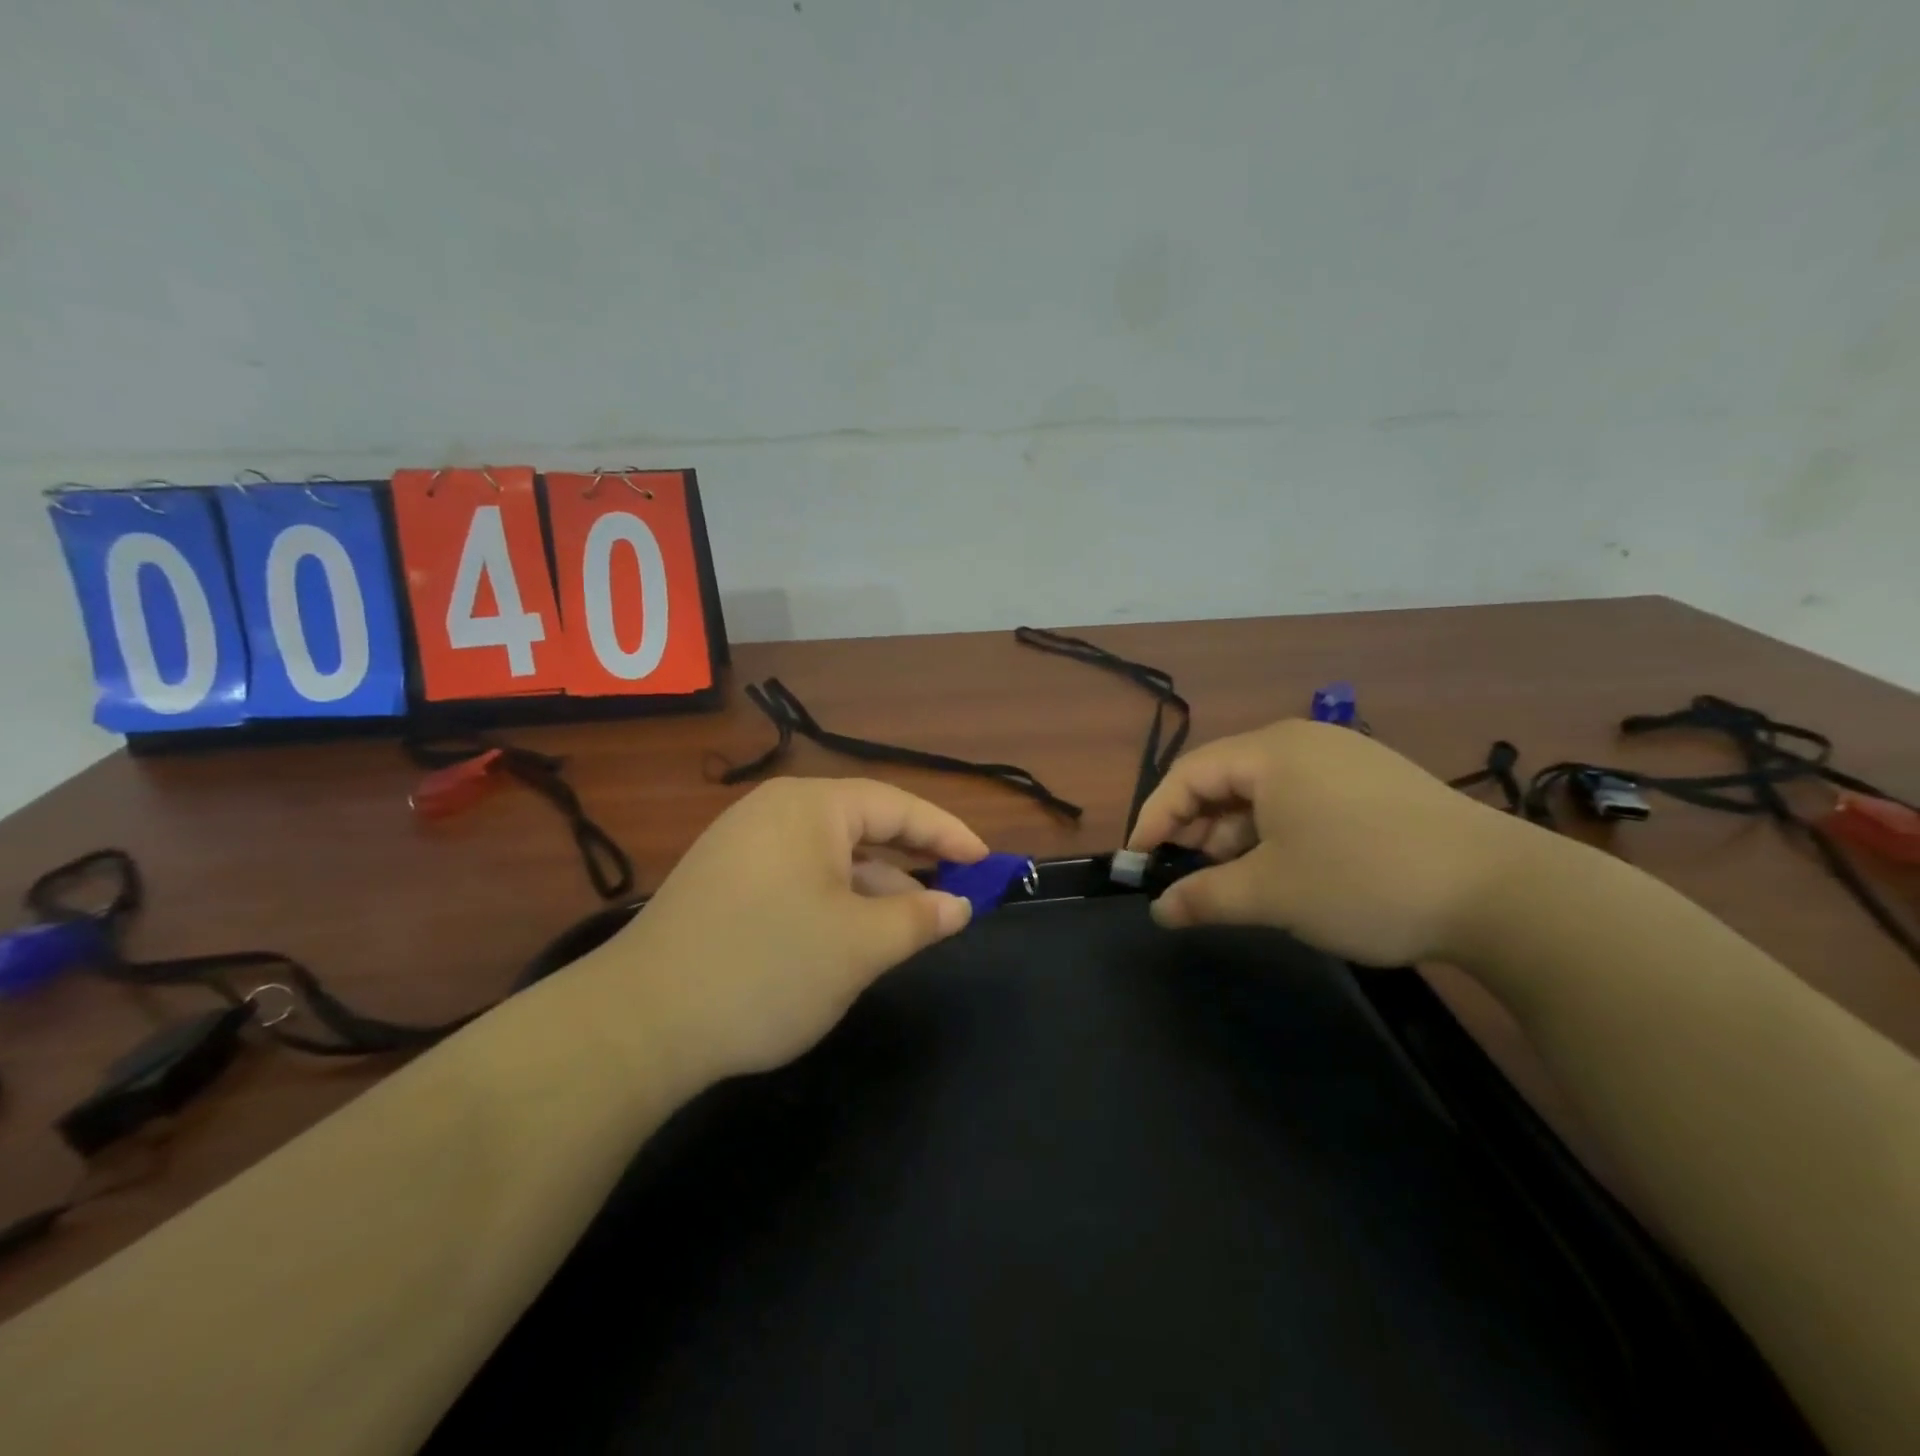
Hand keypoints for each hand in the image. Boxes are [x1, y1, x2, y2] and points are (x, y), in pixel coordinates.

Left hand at [596, 778, 985, 1085]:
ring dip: (873, 887)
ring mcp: (742, 846)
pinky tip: (849, 937)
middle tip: (954, 892)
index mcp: (809, 807)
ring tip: (909, 926)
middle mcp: (774, 813)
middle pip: (862, 827)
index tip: (986, 862)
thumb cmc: (767, 967)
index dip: (947, 833)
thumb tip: (959, 905)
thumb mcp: (860, 945)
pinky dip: (835, 901)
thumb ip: (920, 918)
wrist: (639, 1024)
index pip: (896, 806)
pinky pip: (799, 878)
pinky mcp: (723, 883)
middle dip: (911, 861)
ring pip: (830, 857)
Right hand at [1127, 719, 1535, 965]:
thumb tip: (1159, 910)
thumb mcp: (1271, 894)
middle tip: (1188, 876)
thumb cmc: (1365, 881)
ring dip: (1238, 835)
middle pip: (1225, 778)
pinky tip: (1287, 869)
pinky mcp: (1376, 784)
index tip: (1139, 862)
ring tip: (1237, 881)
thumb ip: (1203, 898)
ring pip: (1264, 792)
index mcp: (1271, 751)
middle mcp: (1304, 742)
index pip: (1188, 775)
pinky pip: (1302, 799)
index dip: (1155, 818)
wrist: (1506, 894)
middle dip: (1197, 828)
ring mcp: (1346, 759)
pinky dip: (1277, 832)